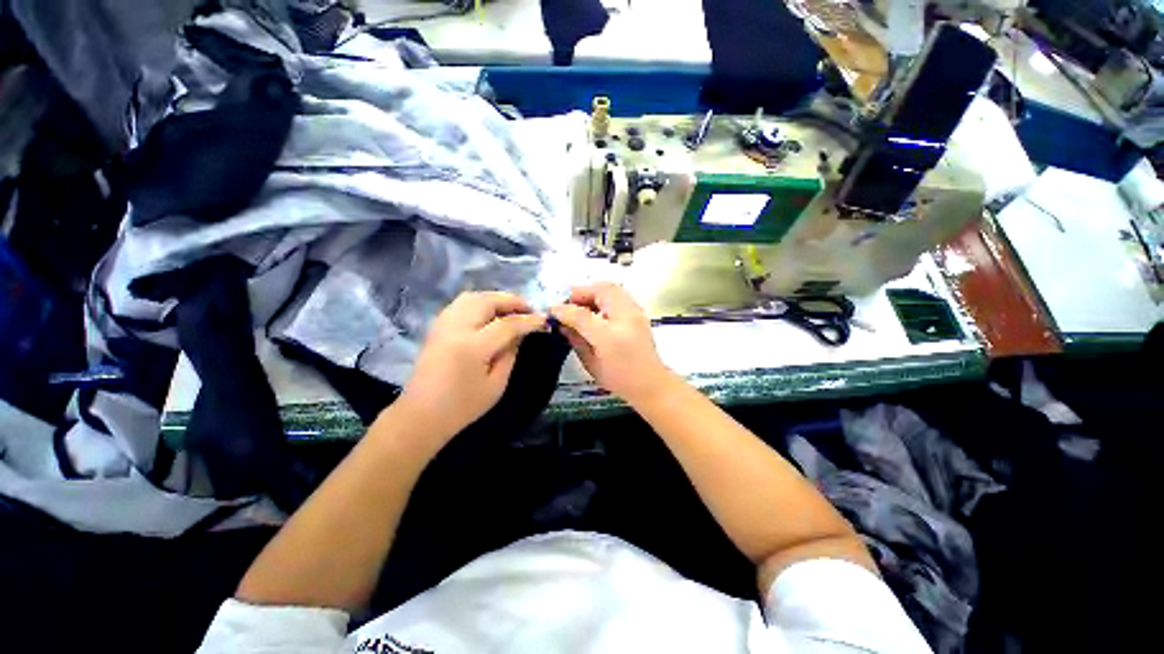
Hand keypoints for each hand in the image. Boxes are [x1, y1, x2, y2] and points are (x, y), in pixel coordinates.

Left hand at [396, 292, 545, 439]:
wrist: (421, 415)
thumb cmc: (463, 406)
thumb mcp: (496, 384)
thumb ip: (510, 354)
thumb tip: (521, 333)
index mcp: (472, 347)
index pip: (507, 324)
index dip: (528, 320)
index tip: (544, 319)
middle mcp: (456, 329)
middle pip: (487, 301)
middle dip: (512, 301)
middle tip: (528, 309)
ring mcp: (443, 325)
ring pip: (472, 297)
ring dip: (495, 298)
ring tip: (511, 308)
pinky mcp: (436, 327)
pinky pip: (460, 304)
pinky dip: (479, 302)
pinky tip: (490, 313)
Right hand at [550, 283, 676, 406]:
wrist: (651, 384)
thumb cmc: (619, 379)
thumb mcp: (590, 363)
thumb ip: (575, 340)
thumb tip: (561, 323)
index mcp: (610, 336)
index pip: (582, 314)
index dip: (564, 309)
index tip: (552, 310)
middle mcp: (625, 318)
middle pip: (600, 289)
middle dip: (581, 293)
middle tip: (569, 304)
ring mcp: (635, 312)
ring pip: (612, 288)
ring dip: (593, 293)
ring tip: (581, 307)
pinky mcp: (639, 312)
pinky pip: (619, 294)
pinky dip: (604, 296)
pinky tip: (597, 311)